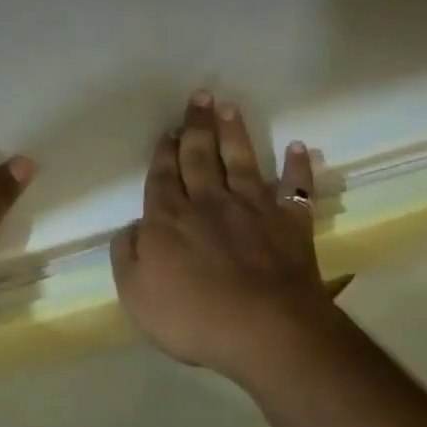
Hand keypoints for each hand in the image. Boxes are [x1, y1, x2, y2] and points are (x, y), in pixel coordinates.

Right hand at [111, 91, 334, 382]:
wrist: (265, 331)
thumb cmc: (194, 317)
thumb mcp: (136, 294)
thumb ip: (127, 255)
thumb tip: (133, 228)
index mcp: (170, 218)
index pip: (164, 175)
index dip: (165, 150)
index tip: (170, 128)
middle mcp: (210, 202)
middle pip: (200, 156)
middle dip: (198, 125)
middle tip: (200, 95)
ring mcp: (253, 209)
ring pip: (241, 161)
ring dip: (235, 133)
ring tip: (230, 106)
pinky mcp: (290, 224)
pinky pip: (295, 189)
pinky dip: (297, 167)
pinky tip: (299, 148)